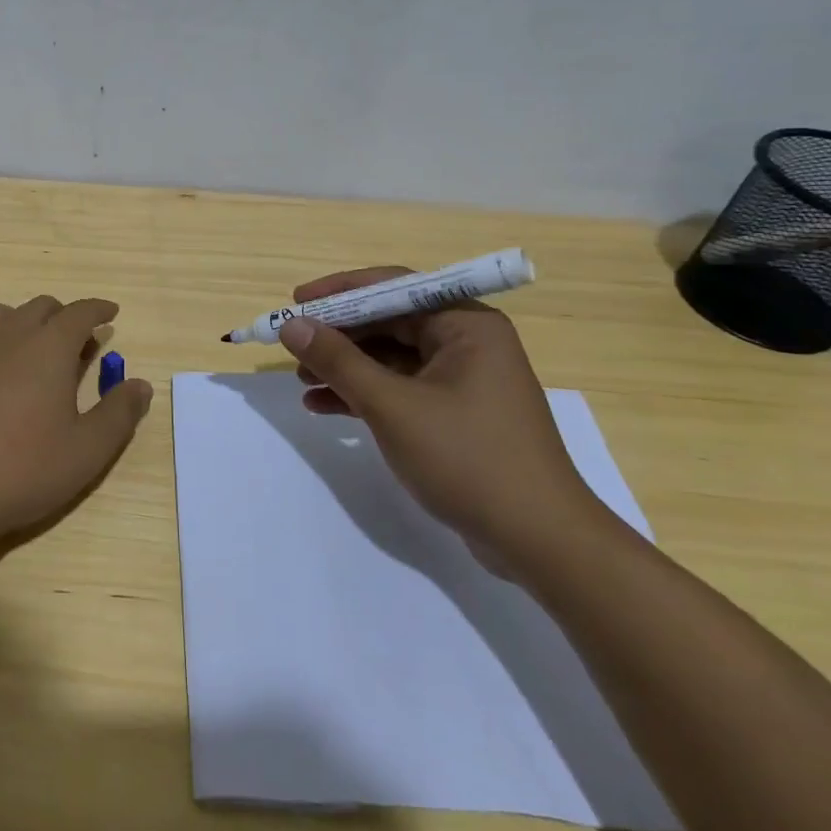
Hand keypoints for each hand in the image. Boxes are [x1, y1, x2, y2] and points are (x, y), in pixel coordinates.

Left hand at [0, 295, 153, 552]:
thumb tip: (140, 384)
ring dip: (26, 321)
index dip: (99, 309)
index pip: (79, 312)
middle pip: (40, 307)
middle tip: (81, 342)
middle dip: (65, 316)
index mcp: (48, 347)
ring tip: (38, 349)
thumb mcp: (88, 449)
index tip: (111, 313)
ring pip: (3, 314)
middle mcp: (10, 337)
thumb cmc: (25, 469)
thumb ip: (119, 412)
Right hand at [276, 267, 613, 576]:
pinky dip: (363, 395)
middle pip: (389, 322)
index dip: (340, 292)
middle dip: (339, 335)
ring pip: (390, 358)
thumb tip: (291, 326)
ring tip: (302, 381)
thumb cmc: (467, 458)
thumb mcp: (391, 406)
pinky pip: (400, 388)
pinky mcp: (456, 414)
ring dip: (345, 368)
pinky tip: (322, 407)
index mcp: (466, 325)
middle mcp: (467, 343)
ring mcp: (463, 380)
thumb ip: (338, 361)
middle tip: (293, 346)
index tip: (296, 303)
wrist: (539, 542)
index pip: (394, 288)